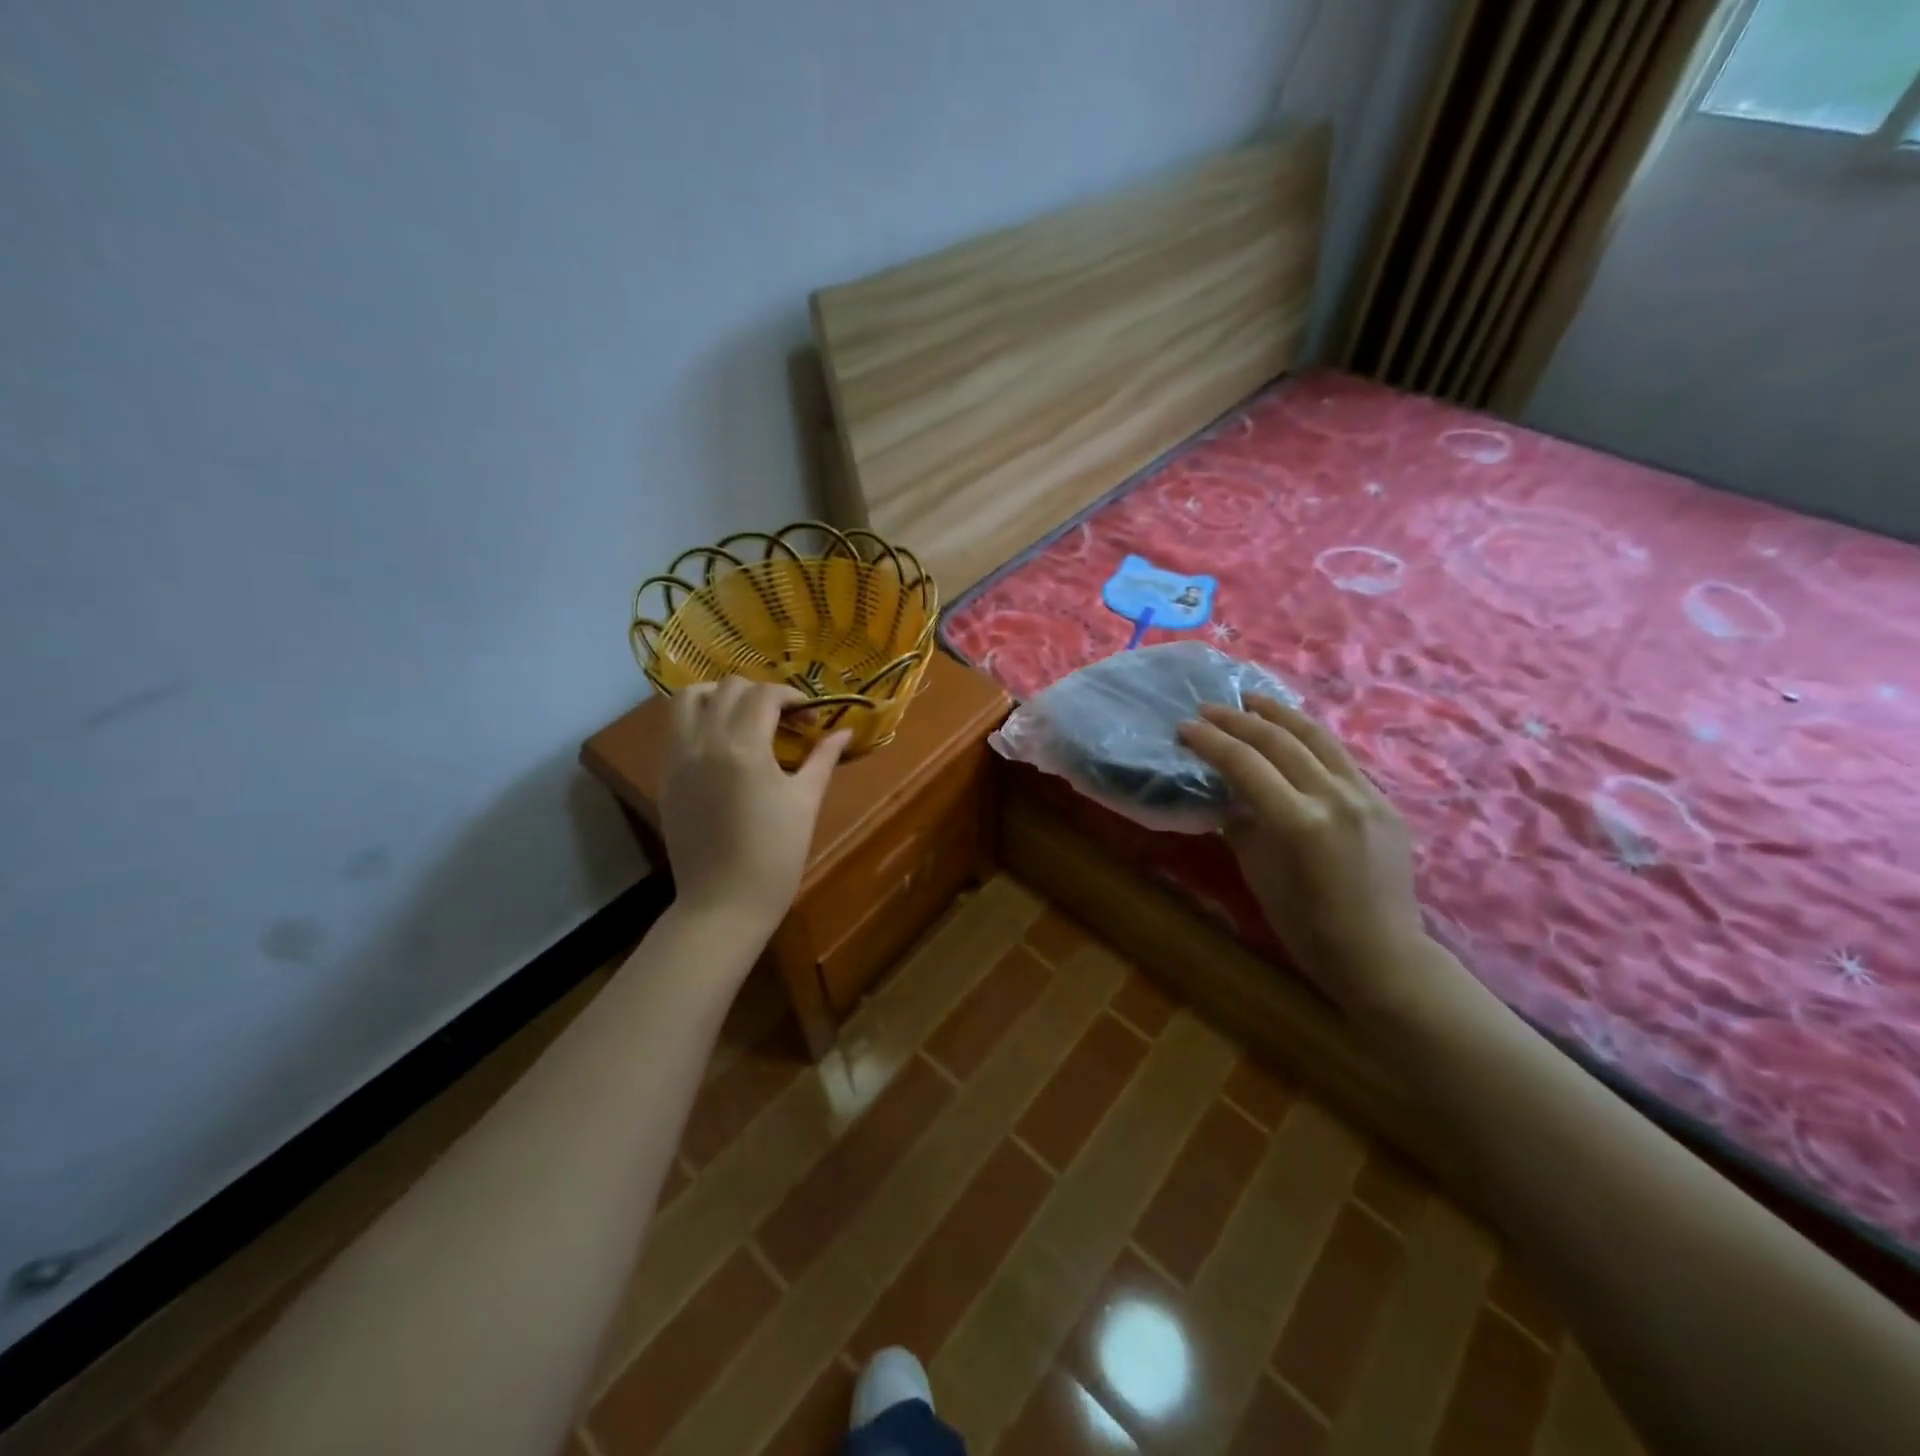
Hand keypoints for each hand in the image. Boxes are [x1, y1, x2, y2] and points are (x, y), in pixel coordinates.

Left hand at [659, 678, 848, 936]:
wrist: (723, 903)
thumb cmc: (775, 855)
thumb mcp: (806, 802)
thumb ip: (823, 758)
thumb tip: (845, 731)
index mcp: (743, 747)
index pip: (764, 695)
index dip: (792, 697)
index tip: (810, 717)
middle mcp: (704, 742)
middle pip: (727, 687)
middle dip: (760, 693)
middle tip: (783, 719)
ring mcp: (678, 759)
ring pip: (688, 699)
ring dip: (719, 696)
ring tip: (744, 718)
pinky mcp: (665, 777)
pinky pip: (675, 729)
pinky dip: (698, 720)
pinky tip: (722, 745)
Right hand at [1178, 696, 1445, 1016]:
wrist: (1381, 955)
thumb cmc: (1307, 926)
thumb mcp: (1258, 873)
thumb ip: (1241, 824)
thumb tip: (1226, 794)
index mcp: (1300, 823)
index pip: (1246, 764)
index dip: (1211, 742)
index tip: (1185, 727)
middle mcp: (1336, 798)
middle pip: (1280, 741)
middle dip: (1239, 719)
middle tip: (1208, 708)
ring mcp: (1367, 796)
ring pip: (1318, 737)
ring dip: (1279, 714)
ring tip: (1251, 699)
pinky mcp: (1384, 801)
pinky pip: (1340, 758)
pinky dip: (1309, 739)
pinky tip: (1291, 733)